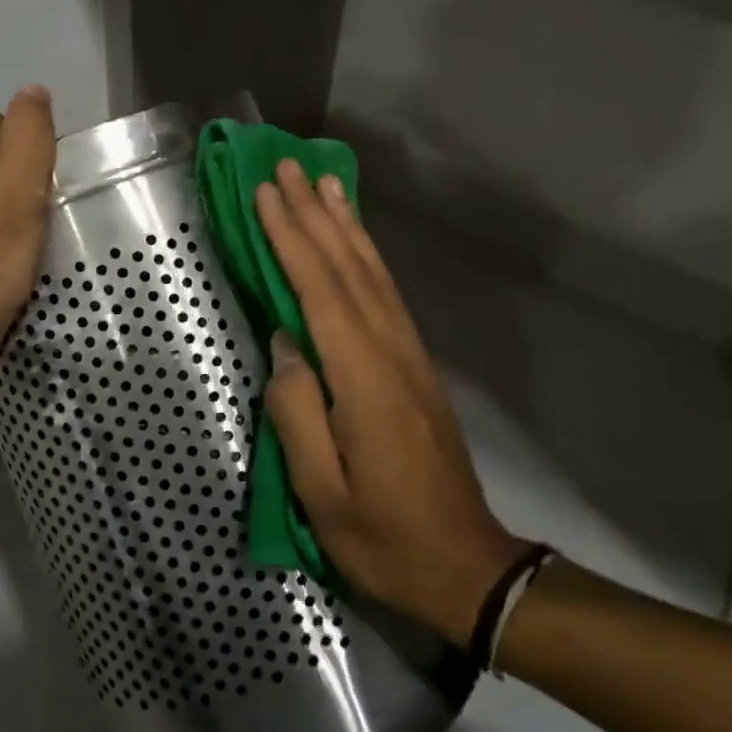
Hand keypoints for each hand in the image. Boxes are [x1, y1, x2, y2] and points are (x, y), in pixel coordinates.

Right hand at [255, 160, 526, 645]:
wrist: (466, 564)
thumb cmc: (383, 537)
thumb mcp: (323, 494)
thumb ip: (297, 413)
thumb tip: (284, 344)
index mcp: (364, 380)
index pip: (320, 291)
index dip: (292, 238)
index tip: (266, 193)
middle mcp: (391, 351)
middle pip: (349, 268)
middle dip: (315, 213)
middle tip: (288, 166)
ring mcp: (409, 354)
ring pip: (373, 273)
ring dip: (345, 223)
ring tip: (325, 181)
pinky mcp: (415, 363)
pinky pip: (386, 292)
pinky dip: (367, 255)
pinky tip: (354, 240)